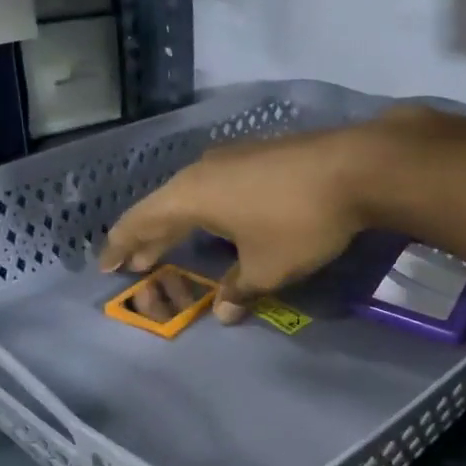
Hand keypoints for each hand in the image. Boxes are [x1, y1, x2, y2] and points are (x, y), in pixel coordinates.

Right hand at [98, 107, 436, 321]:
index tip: (109, 266)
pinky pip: (219, 184)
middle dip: (150, 238)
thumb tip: (223, 312)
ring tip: (174, 242)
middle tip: (138, 263)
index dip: (123, 246)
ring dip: (180, 221)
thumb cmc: (299, 222)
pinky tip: (221, 219)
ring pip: (193, 193)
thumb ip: (238, 290)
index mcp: (191, 195)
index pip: (142, 222)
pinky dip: (208, 207)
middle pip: (165, 206)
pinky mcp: (261, 153)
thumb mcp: (267, 267)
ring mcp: (234, 155)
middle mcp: (204, 169)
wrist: (356, 168)